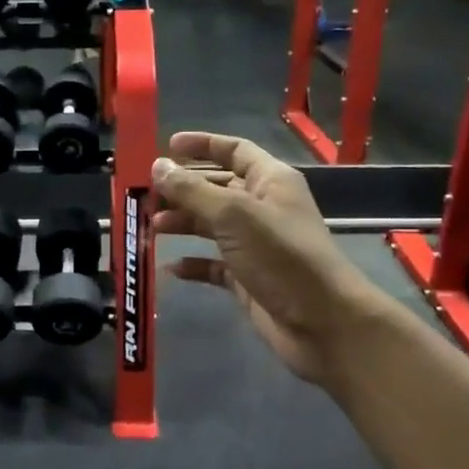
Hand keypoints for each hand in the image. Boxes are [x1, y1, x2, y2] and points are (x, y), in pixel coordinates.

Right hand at [152, 132, 381, 384]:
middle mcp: (263, 208)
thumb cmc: (281, 256)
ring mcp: (255, 246)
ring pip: (211, 225)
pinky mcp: (248, 279)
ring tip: (151, 227)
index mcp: (270, 181)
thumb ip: (192, 190)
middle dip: (182, 189)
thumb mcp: (233, 215)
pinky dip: (193, 264)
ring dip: (182, 223)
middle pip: (216, 188)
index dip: (202, 145)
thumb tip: (158, 166)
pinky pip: (213, 265)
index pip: (234, 150)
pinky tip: (171, 267)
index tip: (166, 147)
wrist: (322, 323)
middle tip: (145, 195)